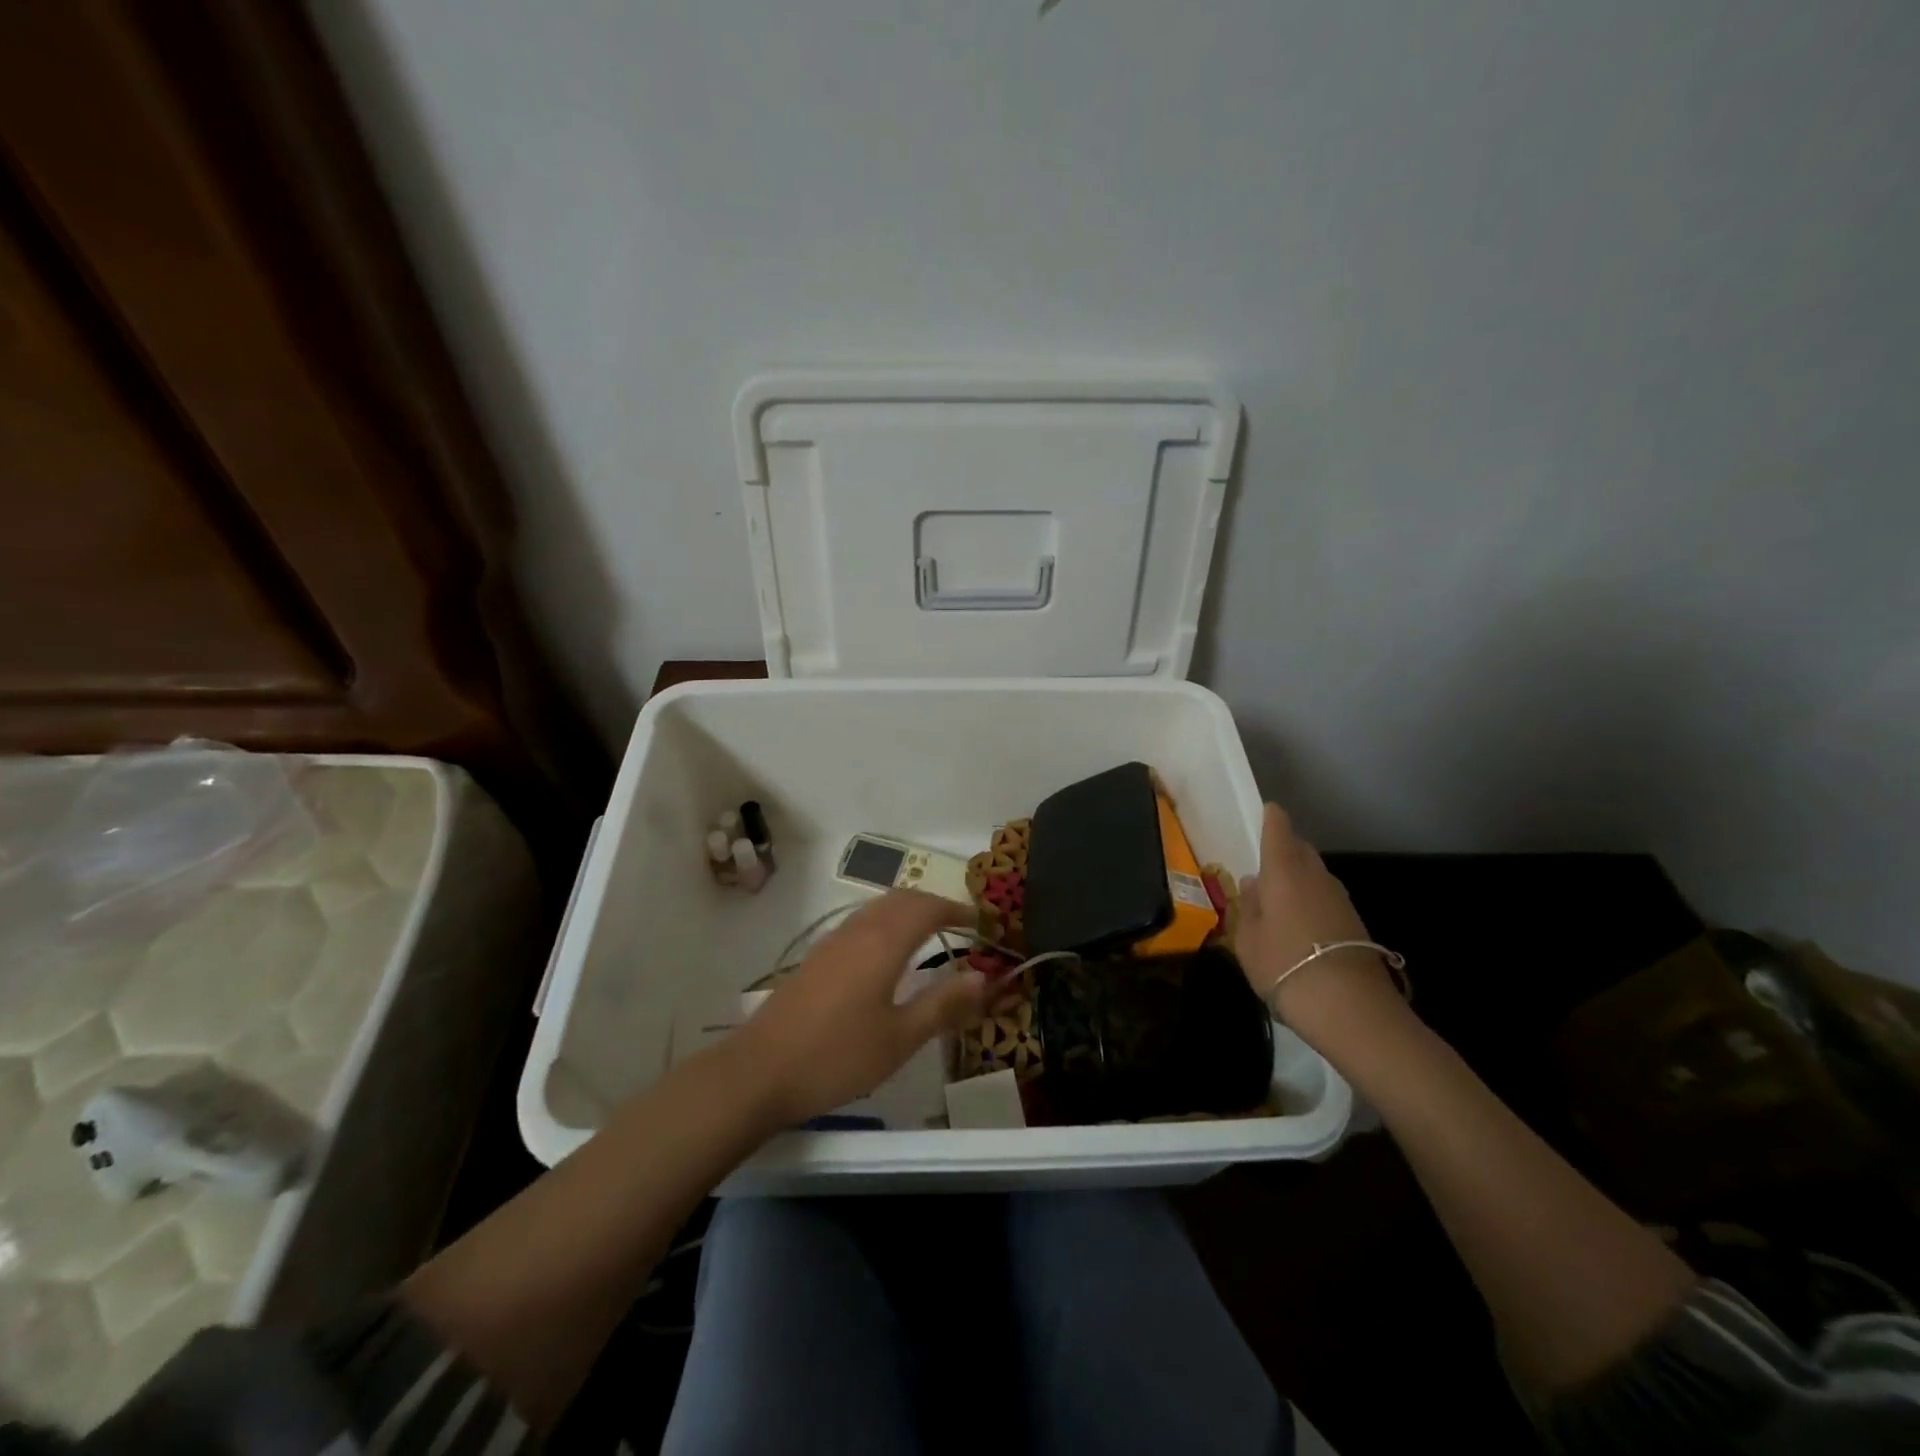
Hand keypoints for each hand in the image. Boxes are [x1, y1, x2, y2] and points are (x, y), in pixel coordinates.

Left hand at [734, 891, 988, 1125]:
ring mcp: (832, 942)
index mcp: (883, 943)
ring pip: (878, 908)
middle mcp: (858, 931)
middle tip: (960, 925)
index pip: (928, 908)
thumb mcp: (900, 1038)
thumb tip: (982, 976)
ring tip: (931, 935)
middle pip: (902, 899)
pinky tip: (888, 955)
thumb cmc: (837, 1056)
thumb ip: (943, 1004)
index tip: (982, 922)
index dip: (957, 910)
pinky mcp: (817, 958)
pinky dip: (886, 923)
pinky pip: (861, 923)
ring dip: (908, 911)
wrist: (759, 1071)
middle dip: (934, 904)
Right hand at [1237, 803, 1405, 1051]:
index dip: (1271, 818)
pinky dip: (1312, 902)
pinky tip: (1300, 926)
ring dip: (1299, 879)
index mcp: (1284, 871)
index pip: (1279, 829)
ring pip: (1316, 875)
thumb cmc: (1284, 965)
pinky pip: (1326, 899)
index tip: (1265, 812)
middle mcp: (1315, 876)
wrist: (1349, 1008)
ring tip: (1279, 900)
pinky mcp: (1355, 924)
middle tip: (1264, 864)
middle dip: (1284, 849)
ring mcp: (1340, 899)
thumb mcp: (1247, 938)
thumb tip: (1253, 882)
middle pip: (1301, 849)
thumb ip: (1249, 906)